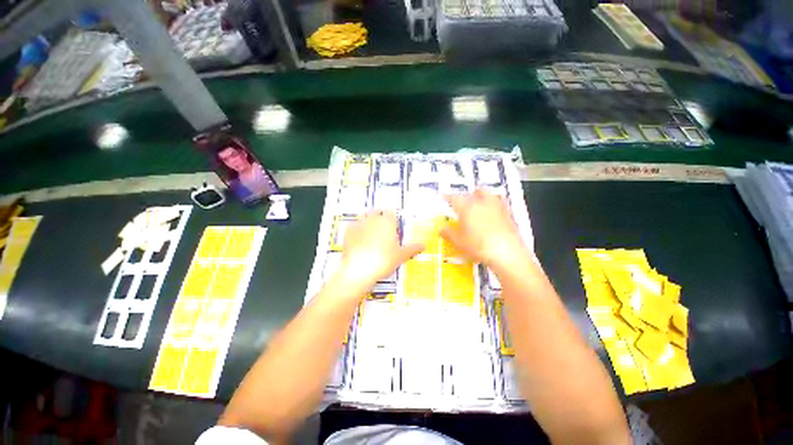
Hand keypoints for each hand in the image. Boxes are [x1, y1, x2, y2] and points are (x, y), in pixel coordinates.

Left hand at [338, 210, 424, 290]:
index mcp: (387, 222)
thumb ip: (413, 248)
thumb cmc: (384, 260)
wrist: (359, 269)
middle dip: (380, 217)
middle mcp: (373, 219)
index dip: (392, 218)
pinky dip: (356, 229)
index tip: (393, 226)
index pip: (391, 213)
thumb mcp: (401, 256)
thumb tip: (423, 245)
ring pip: (364, 216)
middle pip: (377, 212)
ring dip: (368, 221)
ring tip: (370, 232)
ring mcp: (359, 224)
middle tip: (382, 230)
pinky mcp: (348, 231)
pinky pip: (353, 225)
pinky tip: (358, 238)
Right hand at [441, 189, 526, 268]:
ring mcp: (497, 207)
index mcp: (467, 207)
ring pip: (489, 194)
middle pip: (474, 192)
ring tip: (480, 204)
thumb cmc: (477, 246)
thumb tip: (441, 229)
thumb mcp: (458, 242)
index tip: (444, 196)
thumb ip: (448, 233)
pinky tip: (493, 213)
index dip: (448, 197)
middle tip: (464, 201)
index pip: (455, 198)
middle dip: (468, 194)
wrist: (506, 252)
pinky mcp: (509, 214)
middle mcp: (482, 203)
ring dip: (483, 196)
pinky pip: (500, 204)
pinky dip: (495, 205)